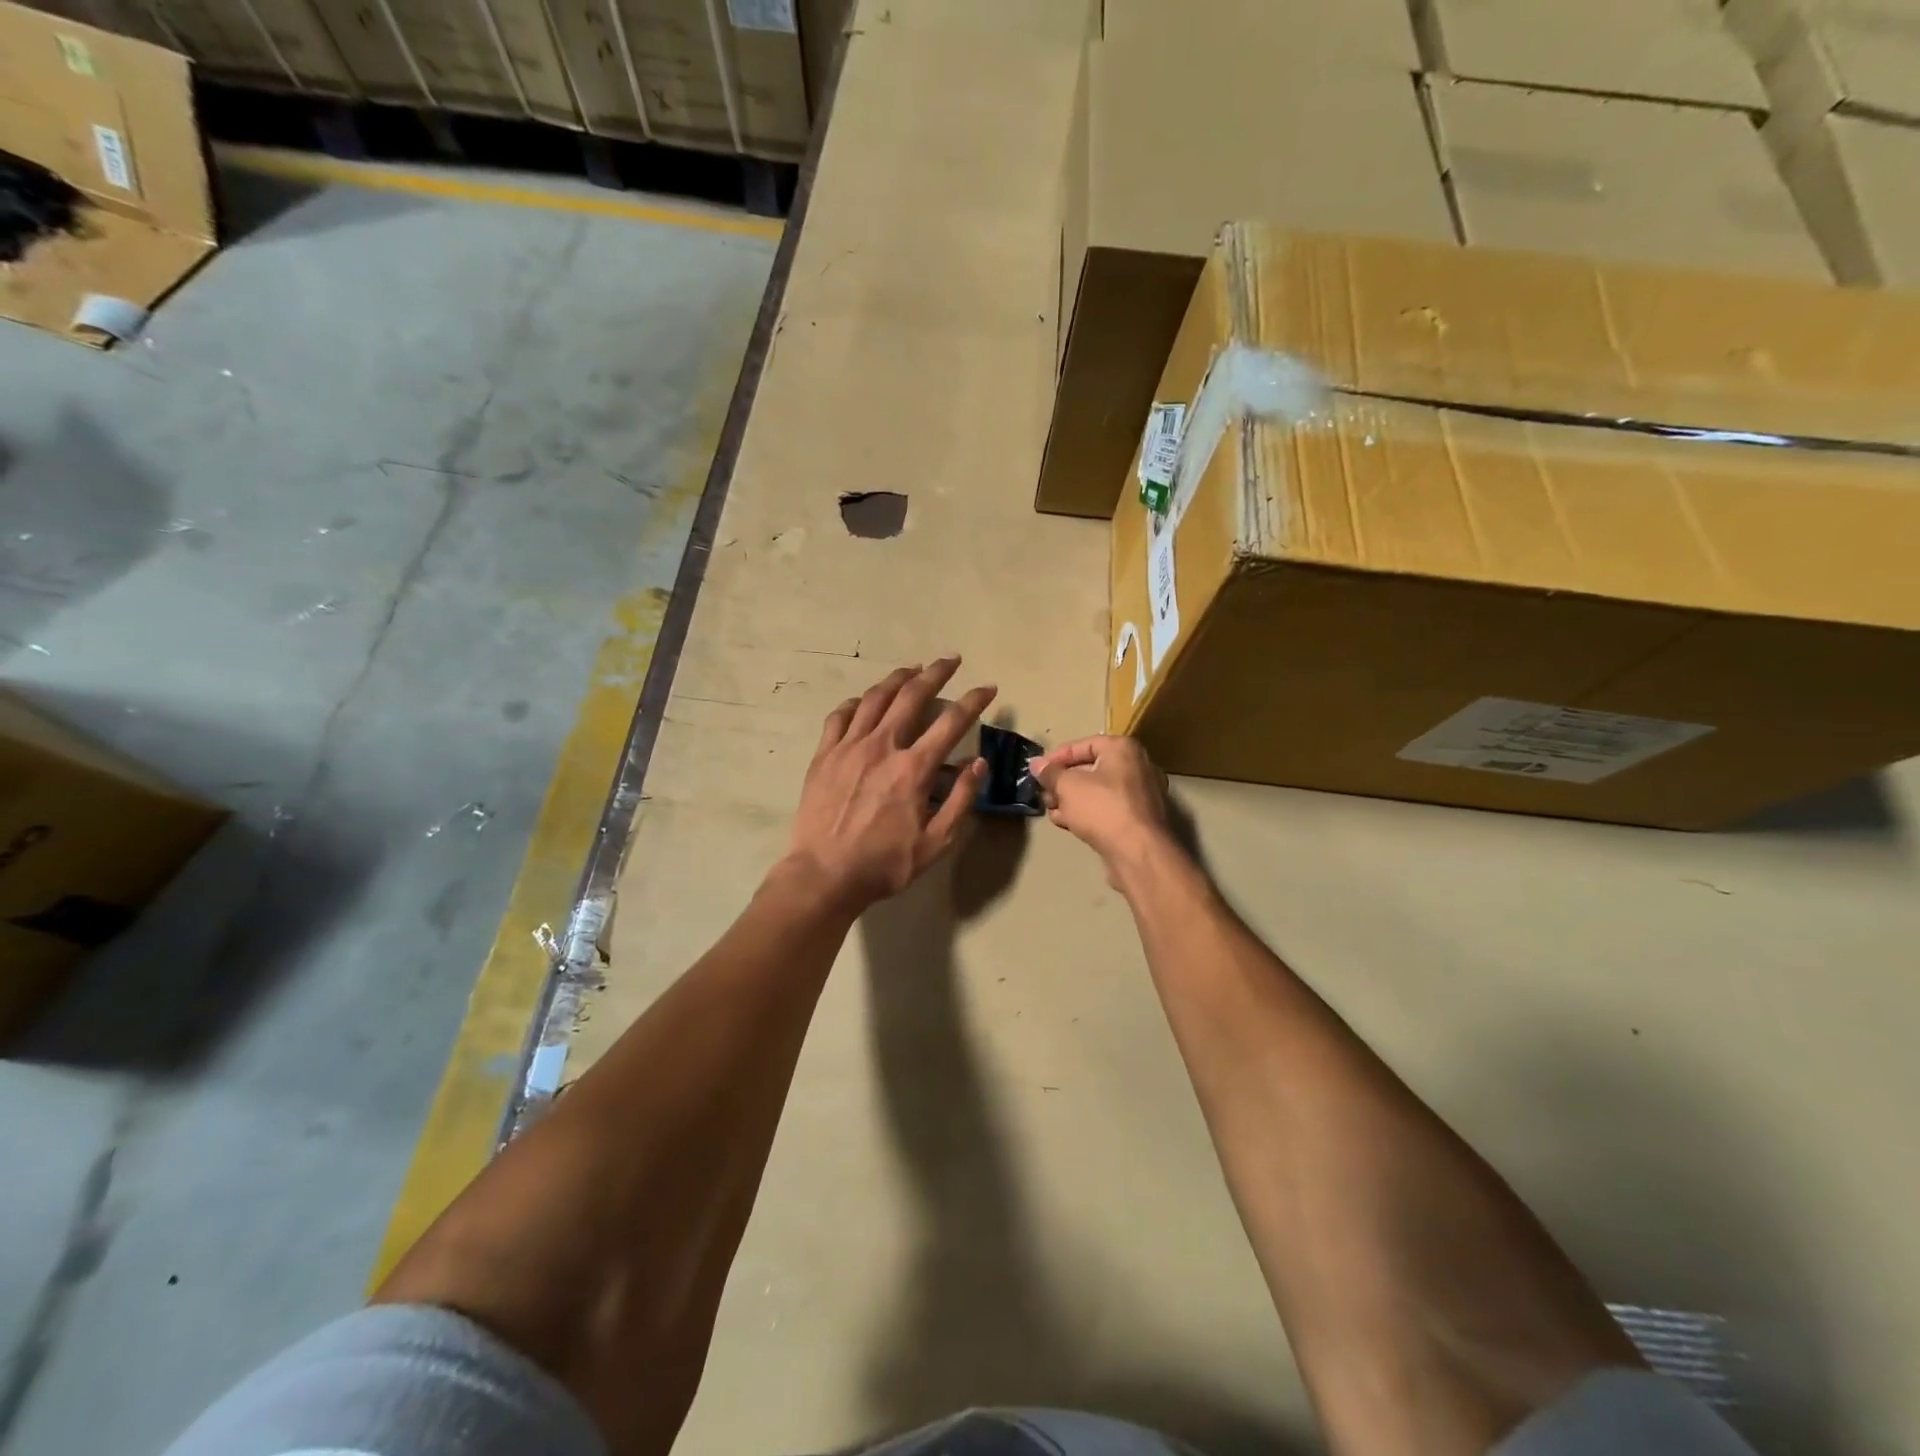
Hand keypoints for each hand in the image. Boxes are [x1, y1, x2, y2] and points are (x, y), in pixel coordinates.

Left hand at [783, 658, 995, 913]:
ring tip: (912, 669)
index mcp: (913, 769)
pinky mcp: (824, 755)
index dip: (974, 700)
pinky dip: (857, 702)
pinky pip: (840, 716)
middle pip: (912, 696)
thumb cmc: (883, 864)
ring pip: (875, 698)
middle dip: (935, 673)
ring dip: (897, 679)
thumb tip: (978, 763)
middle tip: (950, 660)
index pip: (951, 722)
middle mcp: (882, 747)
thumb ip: (960, 800)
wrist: (823, 875)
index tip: (988, 688)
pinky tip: (865, 700)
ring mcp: (848, 747)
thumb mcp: (935, 843)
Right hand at [1031, 735, 1173, 881]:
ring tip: (1052, 810)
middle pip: (1091, 768)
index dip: (1058, 756)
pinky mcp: (1139, 819)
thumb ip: (1050, 773)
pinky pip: (1108, 808)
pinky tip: (1068, 823)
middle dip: (1063, 781)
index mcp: (1123, 749)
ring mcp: (1141, 794)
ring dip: (1072, 799)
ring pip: (1098, 791)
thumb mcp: (1067, 786)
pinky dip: (1088, 812)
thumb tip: (1036, 764)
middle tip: (1044, 793)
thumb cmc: (1102, 808)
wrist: (1138, 852)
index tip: (1039, 770)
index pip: (1084, 744)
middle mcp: (1137, 766)